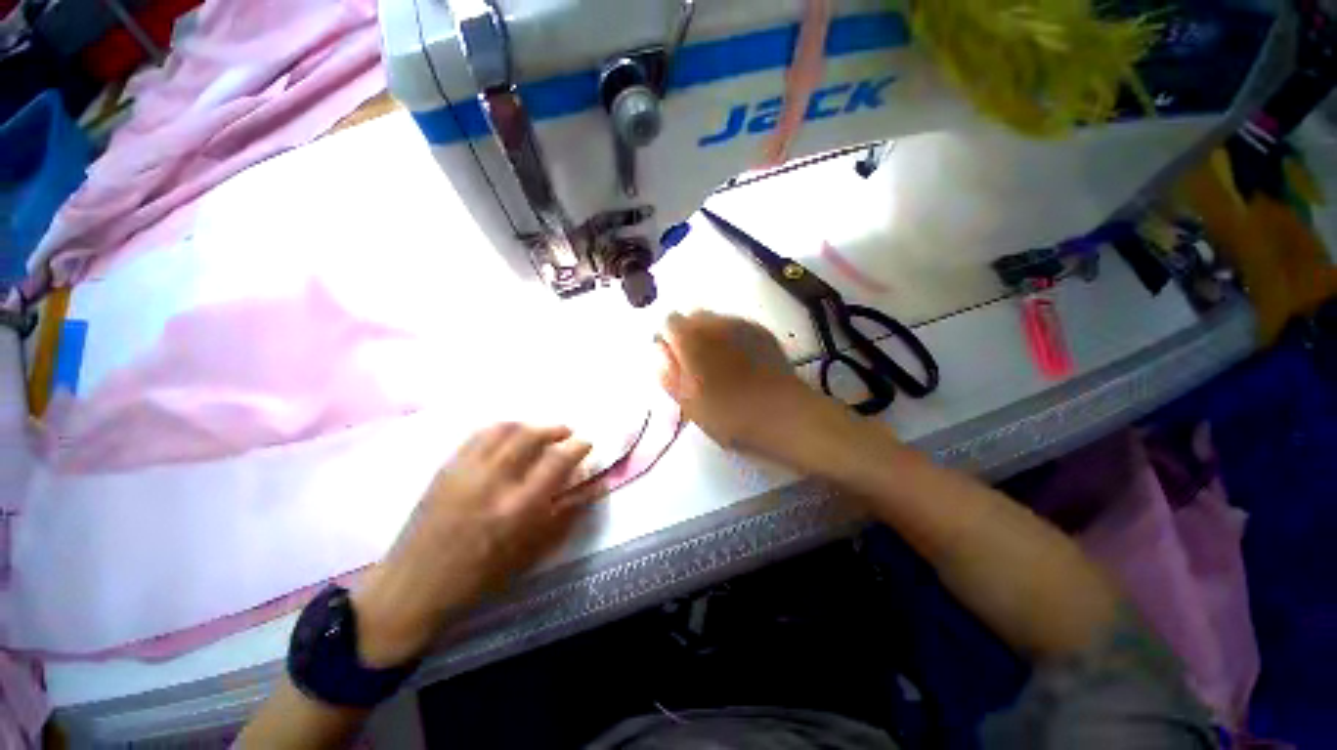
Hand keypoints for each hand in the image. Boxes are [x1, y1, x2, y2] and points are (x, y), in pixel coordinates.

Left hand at [351, 424, 598, 667]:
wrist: (420, 579)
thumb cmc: (478, 580)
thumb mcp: (526, 559)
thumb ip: (559, 523)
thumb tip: (586, 493)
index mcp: (517, 509)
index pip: (555, 463)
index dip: (576, 448)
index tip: (587, 444)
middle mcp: (493, 480)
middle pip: (528, 436)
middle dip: (553, 430)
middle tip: (567, 433)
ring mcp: (465, 469)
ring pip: (501, 429)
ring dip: (526, 425)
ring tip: (538, 431)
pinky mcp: (445, 466)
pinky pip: (477, 436)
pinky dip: (498, 430)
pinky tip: (504, 437)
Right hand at [657, 311, 826, 456]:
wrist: (785, 415)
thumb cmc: (731, 416)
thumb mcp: (690, 405)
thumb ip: (669, 375)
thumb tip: (658, 353)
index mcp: (691, 338)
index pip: (669, 322)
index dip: (668, 341)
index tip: (672, 363)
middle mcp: (715, 322)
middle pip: (693, 317)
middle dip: (690, 335)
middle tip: (694, 367)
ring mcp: (742, 324)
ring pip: (717, 320)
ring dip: (712, 335)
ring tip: (719, 366)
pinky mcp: (763, 332)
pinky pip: (738, 327)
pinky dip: (732, 339)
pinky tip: (740, 363)